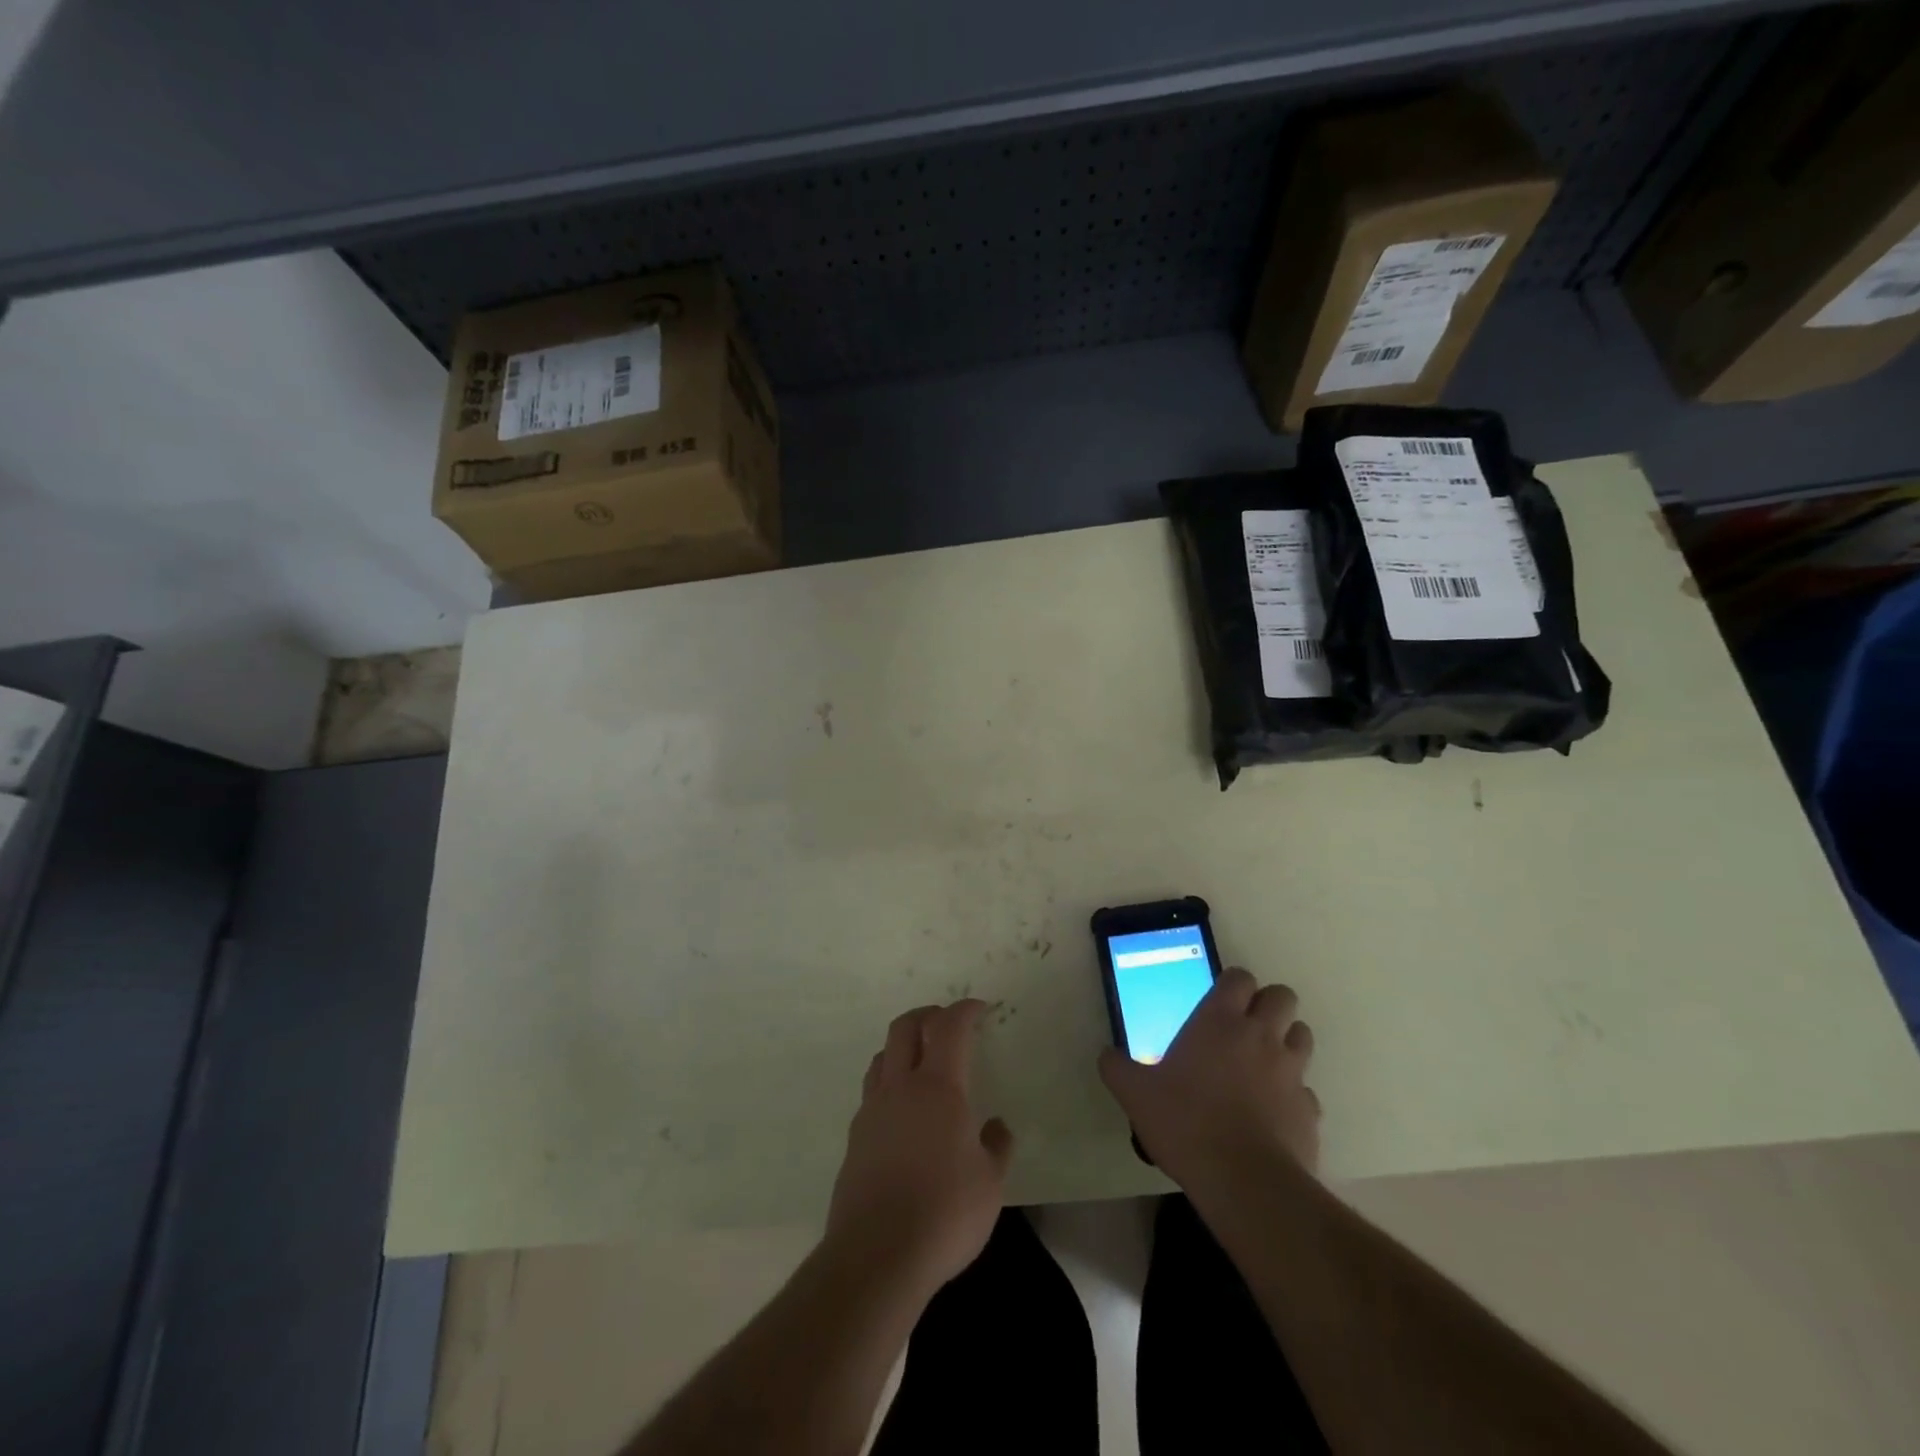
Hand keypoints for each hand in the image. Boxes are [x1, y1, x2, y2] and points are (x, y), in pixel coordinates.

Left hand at [825, 1001, 1013, 1297]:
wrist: (876, 1256)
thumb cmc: (945, 1213)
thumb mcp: (990, 1183)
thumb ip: (996, 1147)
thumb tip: (997, 1127)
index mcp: (939, 1087)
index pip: (949, 1027)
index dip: (965, 1010)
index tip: (980, 1009)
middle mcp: (901, 1087)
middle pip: (905, 1027)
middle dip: (927, 1014)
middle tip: (947, 1022)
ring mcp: (872, 1111)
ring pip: (883, 1056)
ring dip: (903, 1046)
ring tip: (922, 1060)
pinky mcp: (855, 1138)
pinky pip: (873, 1092)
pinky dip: (890, 1082)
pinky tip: (904, 1111)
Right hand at [1098, 968, 1319, 1192]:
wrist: (1245, 1181)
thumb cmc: (1186, 1122)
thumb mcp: (1135, 1094)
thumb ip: (1118, 1068)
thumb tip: (1107, 1055)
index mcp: (1219, 1021)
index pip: (1239, 978)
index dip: (1232, 984)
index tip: (1219, 1000)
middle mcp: (1260, 1035)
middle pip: (1282, 996)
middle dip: (1268, 1004)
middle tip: (1245, 1025)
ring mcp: (1291, 1071)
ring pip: (1302, 1035)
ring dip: (1286, 1040)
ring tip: (1263, 1062)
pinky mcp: (1309, 1110)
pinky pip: (1306, 1090)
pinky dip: (1293, 1094)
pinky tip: (1273, 1112)